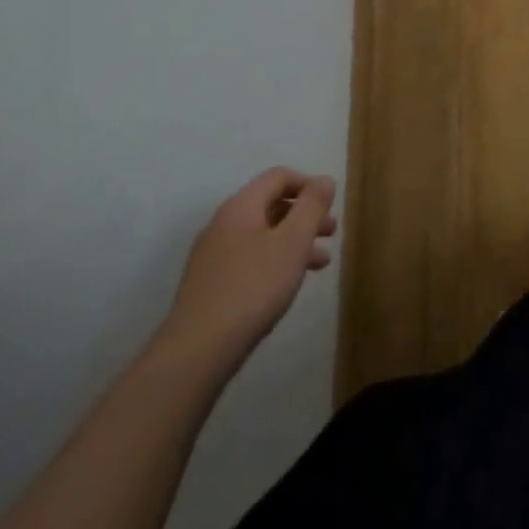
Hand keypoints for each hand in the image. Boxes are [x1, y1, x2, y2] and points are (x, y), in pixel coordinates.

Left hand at [157, 169, 337, 374]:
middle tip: (331, 232)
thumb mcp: (293, 242)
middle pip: (271, 205)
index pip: (279, 177)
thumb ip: (312, 206)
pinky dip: (275, 260)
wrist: (197, 351)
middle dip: (304, 215)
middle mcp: (223, 223)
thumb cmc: (253, 287)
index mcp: (241, 206)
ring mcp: (212, 255)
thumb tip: (325, 180)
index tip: (330, 204)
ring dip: (294, 241)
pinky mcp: (209, 284)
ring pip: (262, 234)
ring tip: (321, 262)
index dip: (308, 184)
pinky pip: (250, 258)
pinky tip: (288, 283)